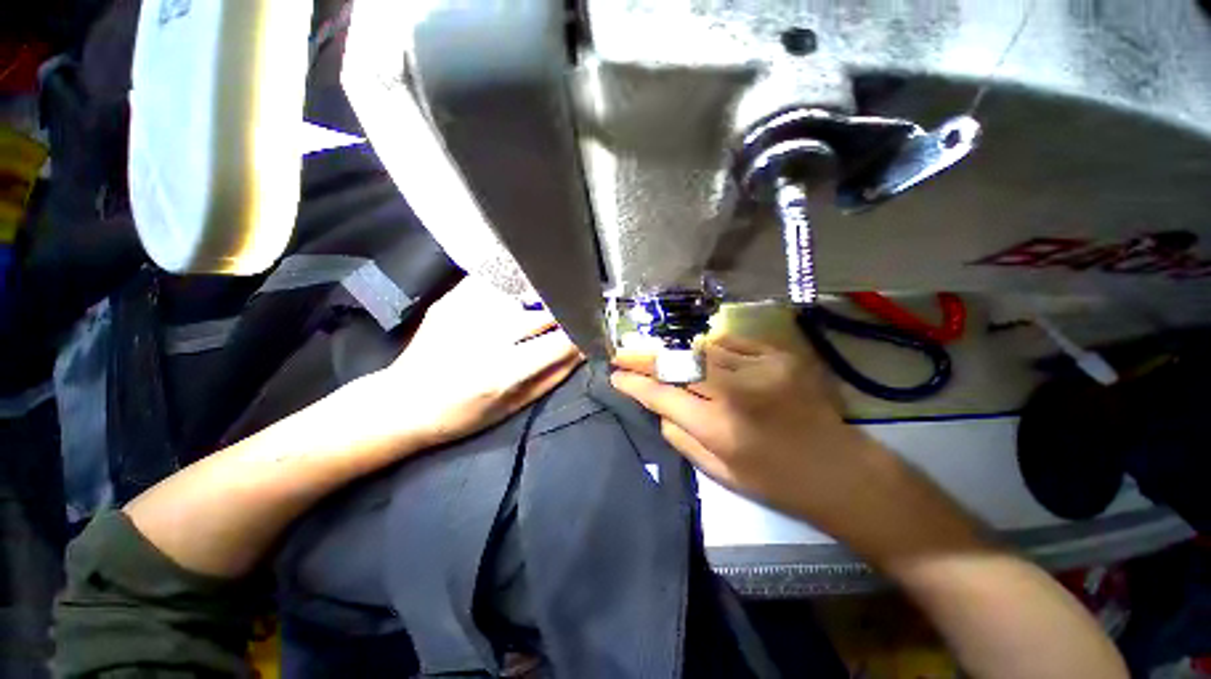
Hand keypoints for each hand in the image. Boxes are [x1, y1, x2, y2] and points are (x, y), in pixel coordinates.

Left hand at [368, 277, 583, 448]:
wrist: (403, 402)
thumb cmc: (463, 415)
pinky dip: (516, 283)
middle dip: (566, 311)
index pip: (559, 342)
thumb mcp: (514, 407)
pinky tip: (522, 289)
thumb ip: (552, 376)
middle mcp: (487, 335)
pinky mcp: (452, 299)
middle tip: (575, 311)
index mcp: (502, 370)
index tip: (592, 330)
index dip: (582, 334)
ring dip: (544, 294)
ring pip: (523, 290)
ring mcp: (466, 311)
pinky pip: (496, 280)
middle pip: (543, 310)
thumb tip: (582, 350)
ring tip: (551, 299)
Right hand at [610, 332, 884, 526]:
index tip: (616, 376)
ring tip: (663, 356)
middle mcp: (734, 391)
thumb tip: (659, 407)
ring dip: (677, 353)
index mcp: (717, 426)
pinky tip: (707, 354)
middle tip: (624, 354)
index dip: (634, 384)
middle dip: (644, 357)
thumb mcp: (719, 472)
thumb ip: (681, 437)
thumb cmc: (776, 480)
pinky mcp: (779, 355)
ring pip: (701, 349)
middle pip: (676, 363)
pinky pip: (732, 343)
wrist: (839, 469)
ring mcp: (759, 367)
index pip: (661, 395)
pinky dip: (713, 347)